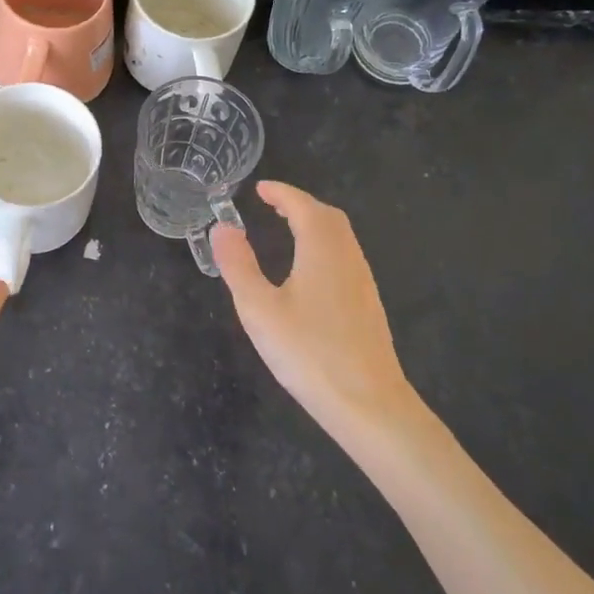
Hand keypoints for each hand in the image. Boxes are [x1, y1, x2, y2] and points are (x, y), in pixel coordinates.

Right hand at [212, 181, 414, 436]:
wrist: (370, 405)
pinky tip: (309, 270)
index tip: (259, 188)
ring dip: (314, 224)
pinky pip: (345, 257)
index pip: (302, 206)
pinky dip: (324, 245)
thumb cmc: (309, 353)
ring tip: (287, 229)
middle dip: (299, 204)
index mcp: (322, 249)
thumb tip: (222, 227)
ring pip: (341, 237)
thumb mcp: (259, 309)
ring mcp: (362, 282)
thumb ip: (238, 265)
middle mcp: (347, 257)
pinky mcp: (368, 305)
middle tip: (271, 205)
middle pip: (328, 216)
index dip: (281, 193)